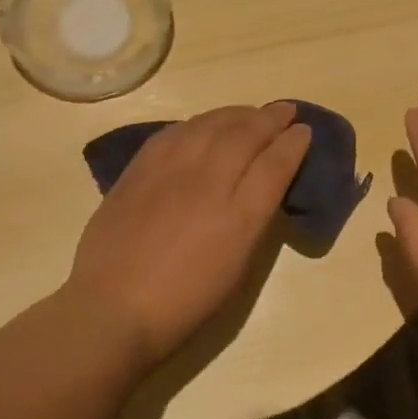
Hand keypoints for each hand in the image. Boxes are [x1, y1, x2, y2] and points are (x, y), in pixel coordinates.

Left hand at [65, 103, 311, 368]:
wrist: (113, 308)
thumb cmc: (184, 304)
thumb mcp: (236, 269)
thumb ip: (253, 221)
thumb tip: (262, 187)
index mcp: (240, 217)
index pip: (275, 164)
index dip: (294, 143)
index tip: (304, 132)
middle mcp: (207, 183)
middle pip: (245, 134)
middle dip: (271, 118)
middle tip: (285, 110)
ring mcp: (169, 172)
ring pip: (209, 124)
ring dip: (236, 114)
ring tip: (249, 113)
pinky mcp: (138, 170)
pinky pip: (173, 132)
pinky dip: (197, 123)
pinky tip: (203, 125)